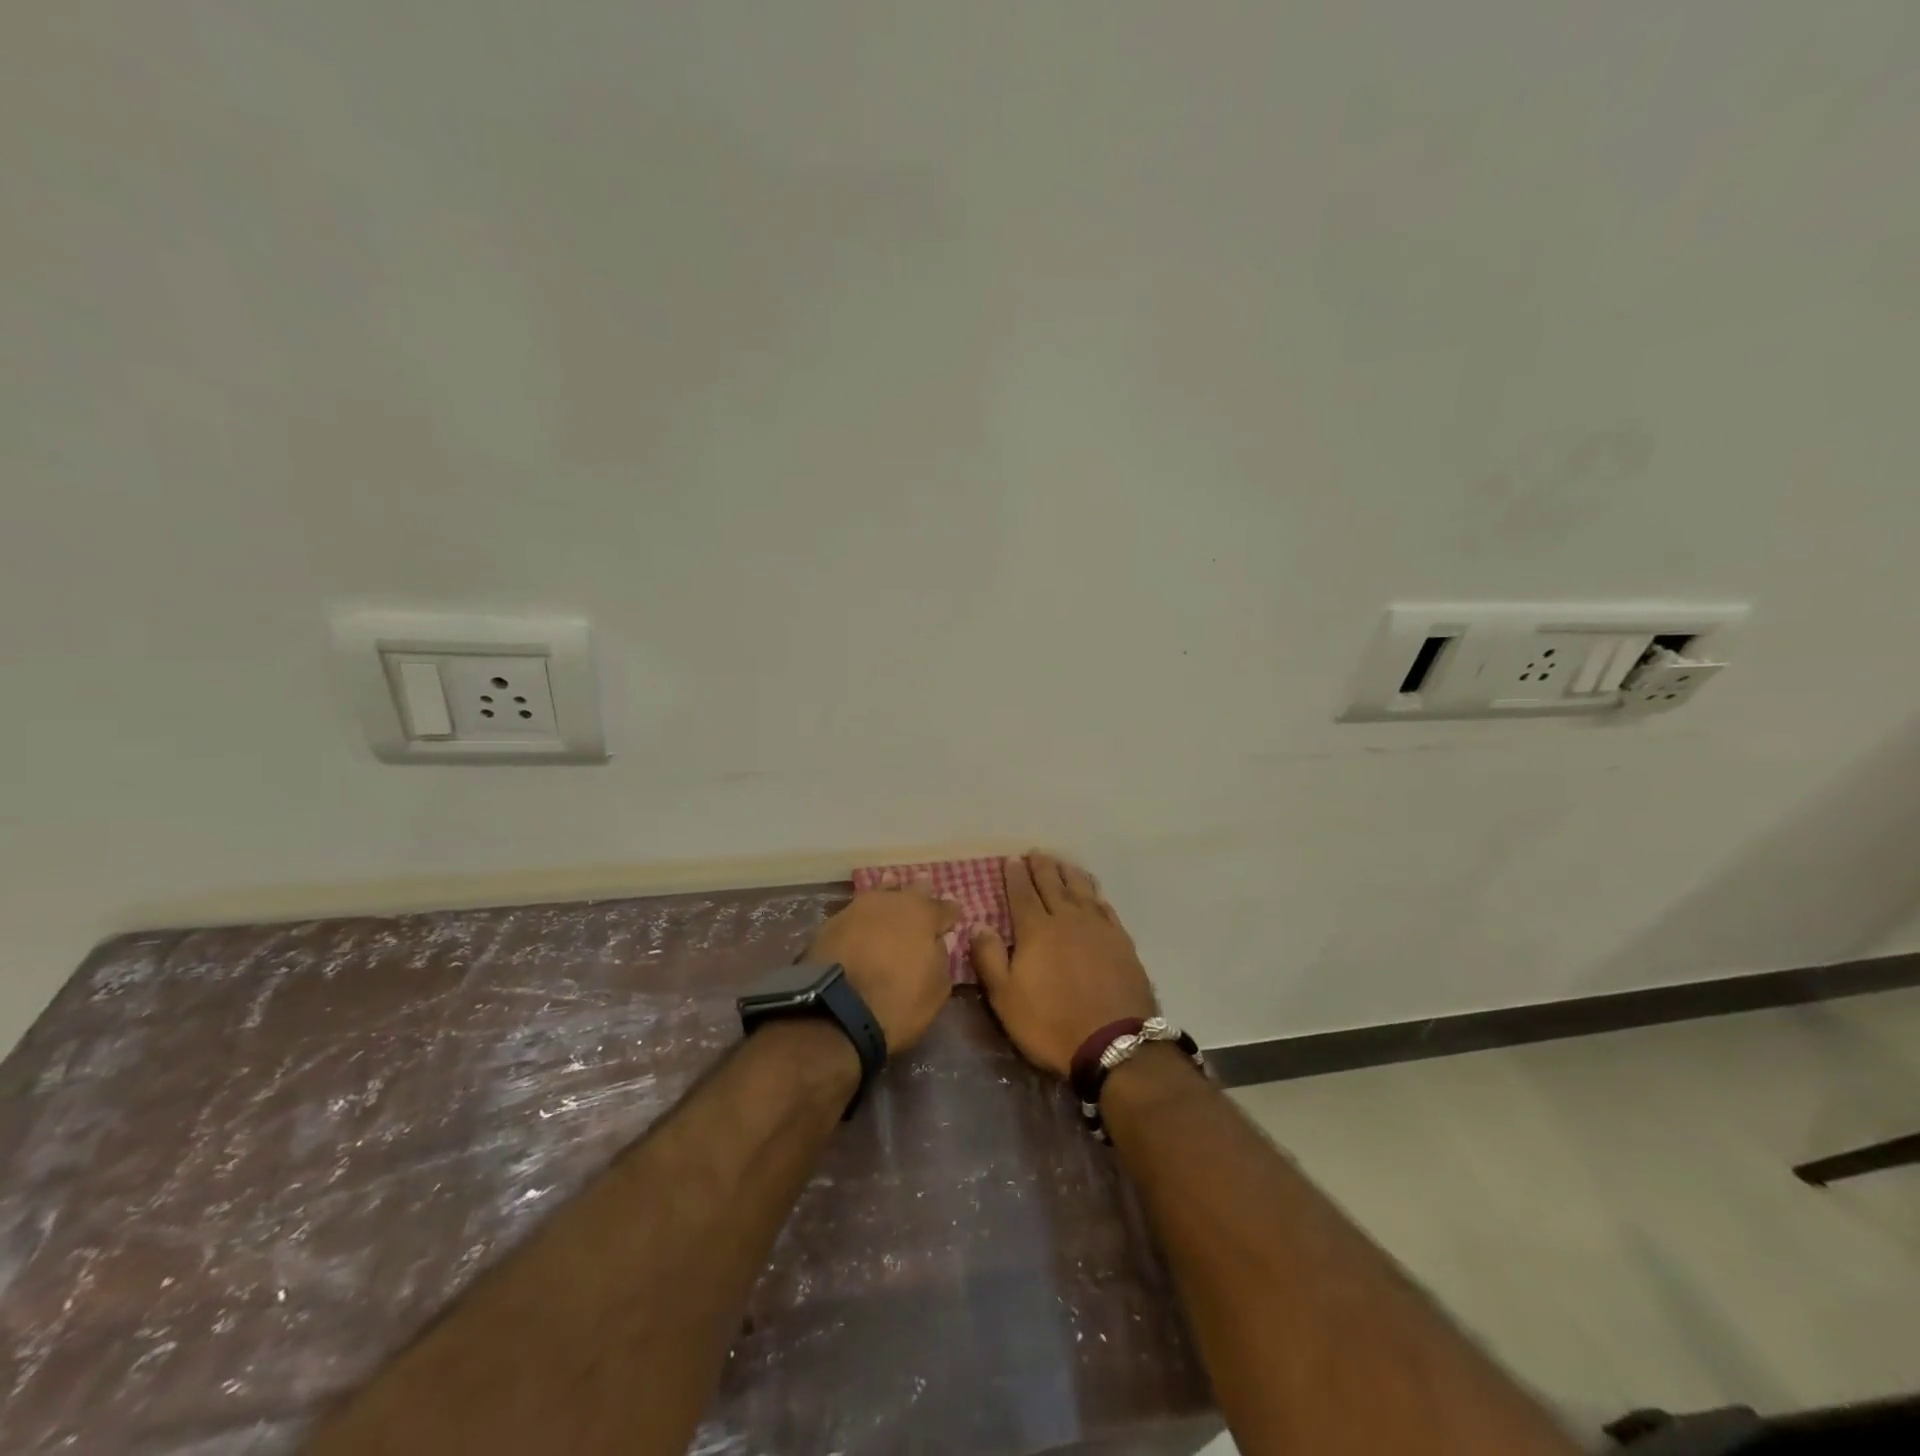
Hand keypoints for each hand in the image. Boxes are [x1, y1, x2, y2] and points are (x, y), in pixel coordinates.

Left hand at [806, 872, 958, 1054]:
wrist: (835, 1011)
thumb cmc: (898, 1002)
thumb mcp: (937, 989)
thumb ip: (941, 958)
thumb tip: (937, 943)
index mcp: (924, 915)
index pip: (945, 907)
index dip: (950, 913)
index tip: (952, 917)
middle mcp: (892, 902)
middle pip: (912, 890)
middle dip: (920, 893)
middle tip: (924, 893)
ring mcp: (858, 908)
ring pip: (879, 893)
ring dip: (888, 895)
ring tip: (890, 895)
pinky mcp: (830, 922)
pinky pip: (855, 912)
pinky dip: (862, 917)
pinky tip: (861, 923)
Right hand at [971, 852, 1157, 1077]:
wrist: (1113, 1042)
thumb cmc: (1050, 1023)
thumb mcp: (1005, 997)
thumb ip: (989, 958)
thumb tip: (978, 924)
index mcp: (1036, 930)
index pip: (1022, 894)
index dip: (1015, 875)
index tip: (1011, 860)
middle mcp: (1067, 919)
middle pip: (1052, 884)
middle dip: (1042, 867)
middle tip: (1036, 853)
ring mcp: (1097, 928)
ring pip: (1081, 890)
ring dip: (1069, 873)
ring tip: (1062, 863)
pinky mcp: (1121, 941)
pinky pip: (1105, 907)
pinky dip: (1095, 895)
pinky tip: (1093, 893)